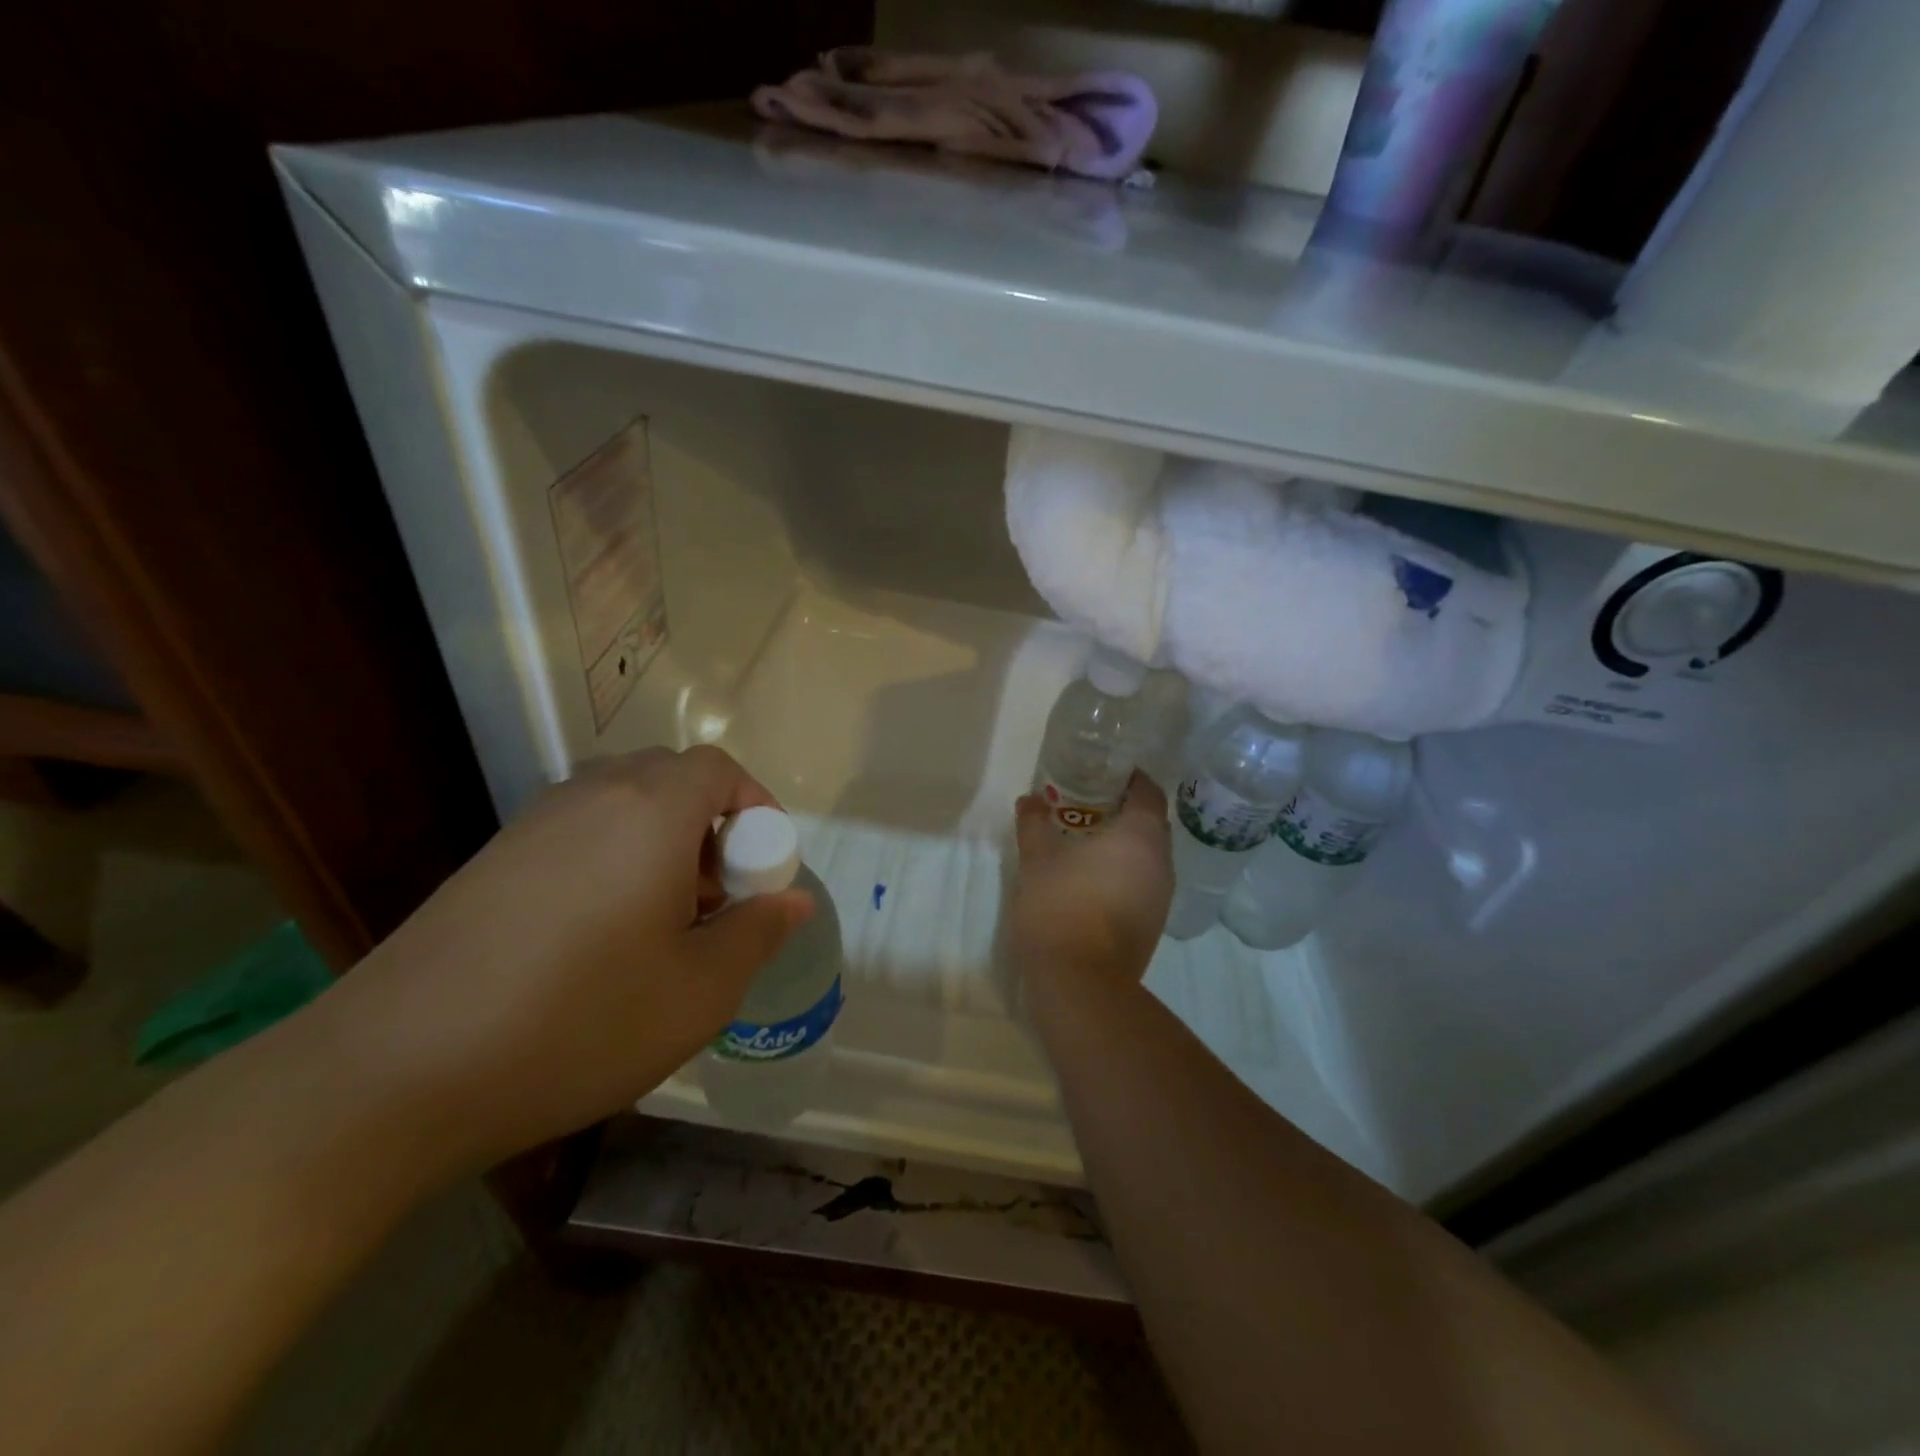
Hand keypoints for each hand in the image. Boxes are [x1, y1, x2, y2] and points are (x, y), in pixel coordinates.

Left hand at [318, 746, 814, 1169]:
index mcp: (650, 811)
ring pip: (624, 804)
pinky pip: (578, 831)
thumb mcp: (698, 992)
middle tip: (715, 899)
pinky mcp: (492, 858)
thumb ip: (757, 934)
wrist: (393, 1073)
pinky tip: (598, 937)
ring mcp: (533, 823)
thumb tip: (792, 901)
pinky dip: (613, 858)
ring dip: (663, 843)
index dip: (757, 808)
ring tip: (661, 922)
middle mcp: (591, 796)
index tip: (762, 872)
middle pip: (672, 779)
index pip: (719, 767)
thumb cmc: (577, 1023)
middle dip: (713, 827)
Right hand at [1008, 771, 1173, 992]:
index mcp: (1141, 836)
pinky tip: (1092, 878)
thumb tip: (1030, 799)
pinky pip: (1143, 883)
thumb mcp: (1038, 858)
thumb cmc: (1061, 906)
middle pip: (1151, 823)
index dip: (1131, 778)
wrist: (1080, 982)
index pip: (1149, 792)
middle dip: (1124, 810)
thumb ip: (1034, 823)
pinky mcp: (1152, 924)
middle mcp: (1161, 863)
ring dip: (1124, 844)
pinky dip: (1124, 872)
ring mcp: (1161, 897)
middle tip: (1088, 803)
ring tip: (1087, 840)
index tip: (1105, 772)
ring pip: (1148, 856)